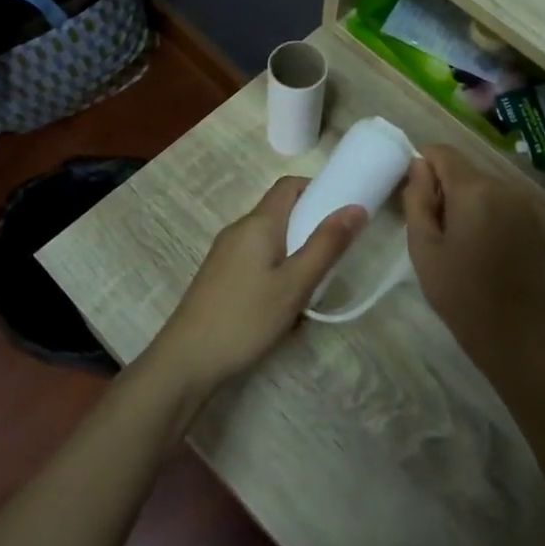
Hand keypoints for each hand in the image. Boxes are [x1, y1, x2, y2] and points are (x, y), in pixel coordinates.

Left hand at [150, 176, 365, 394]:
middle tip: (336, 252)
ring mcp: (226, 252)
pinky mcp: (221, 275)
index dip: (318, 188)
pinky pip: (257, 257)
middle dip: (311, 224)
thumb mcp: (295, 284)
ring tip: (315, 280)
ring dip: (295, 250)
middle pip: (280, 211)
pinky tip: (285, 299)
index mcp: (257, 223)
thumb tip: (357, 207)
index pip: (289, 185)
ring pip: (270, 237)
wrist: (187, 359)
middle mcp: (239, 229)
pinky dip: (278, 266)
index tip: (343, 209)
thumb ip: (326, 245)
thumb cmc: (246, 318)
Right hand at [402, 145, 544, 376]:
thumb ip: (417, 199)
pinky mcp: (532, 221)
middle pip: (462, 169)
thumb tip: (418, 167)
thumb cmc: (461, 293)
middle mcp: (504, 186)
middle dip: (442, 188)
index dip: (422, 167)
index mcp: (475, 189)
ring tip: (454, 243)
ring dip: (462, 202)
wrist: (517, 335)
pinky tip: (476, 248)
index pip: (442, 152)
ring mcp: (523, 203)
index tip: (415, 201)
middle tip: (432, 231)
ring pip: (480, 186)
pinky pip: (497, 202)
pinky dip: (481, 212)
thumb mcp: (424, 247)